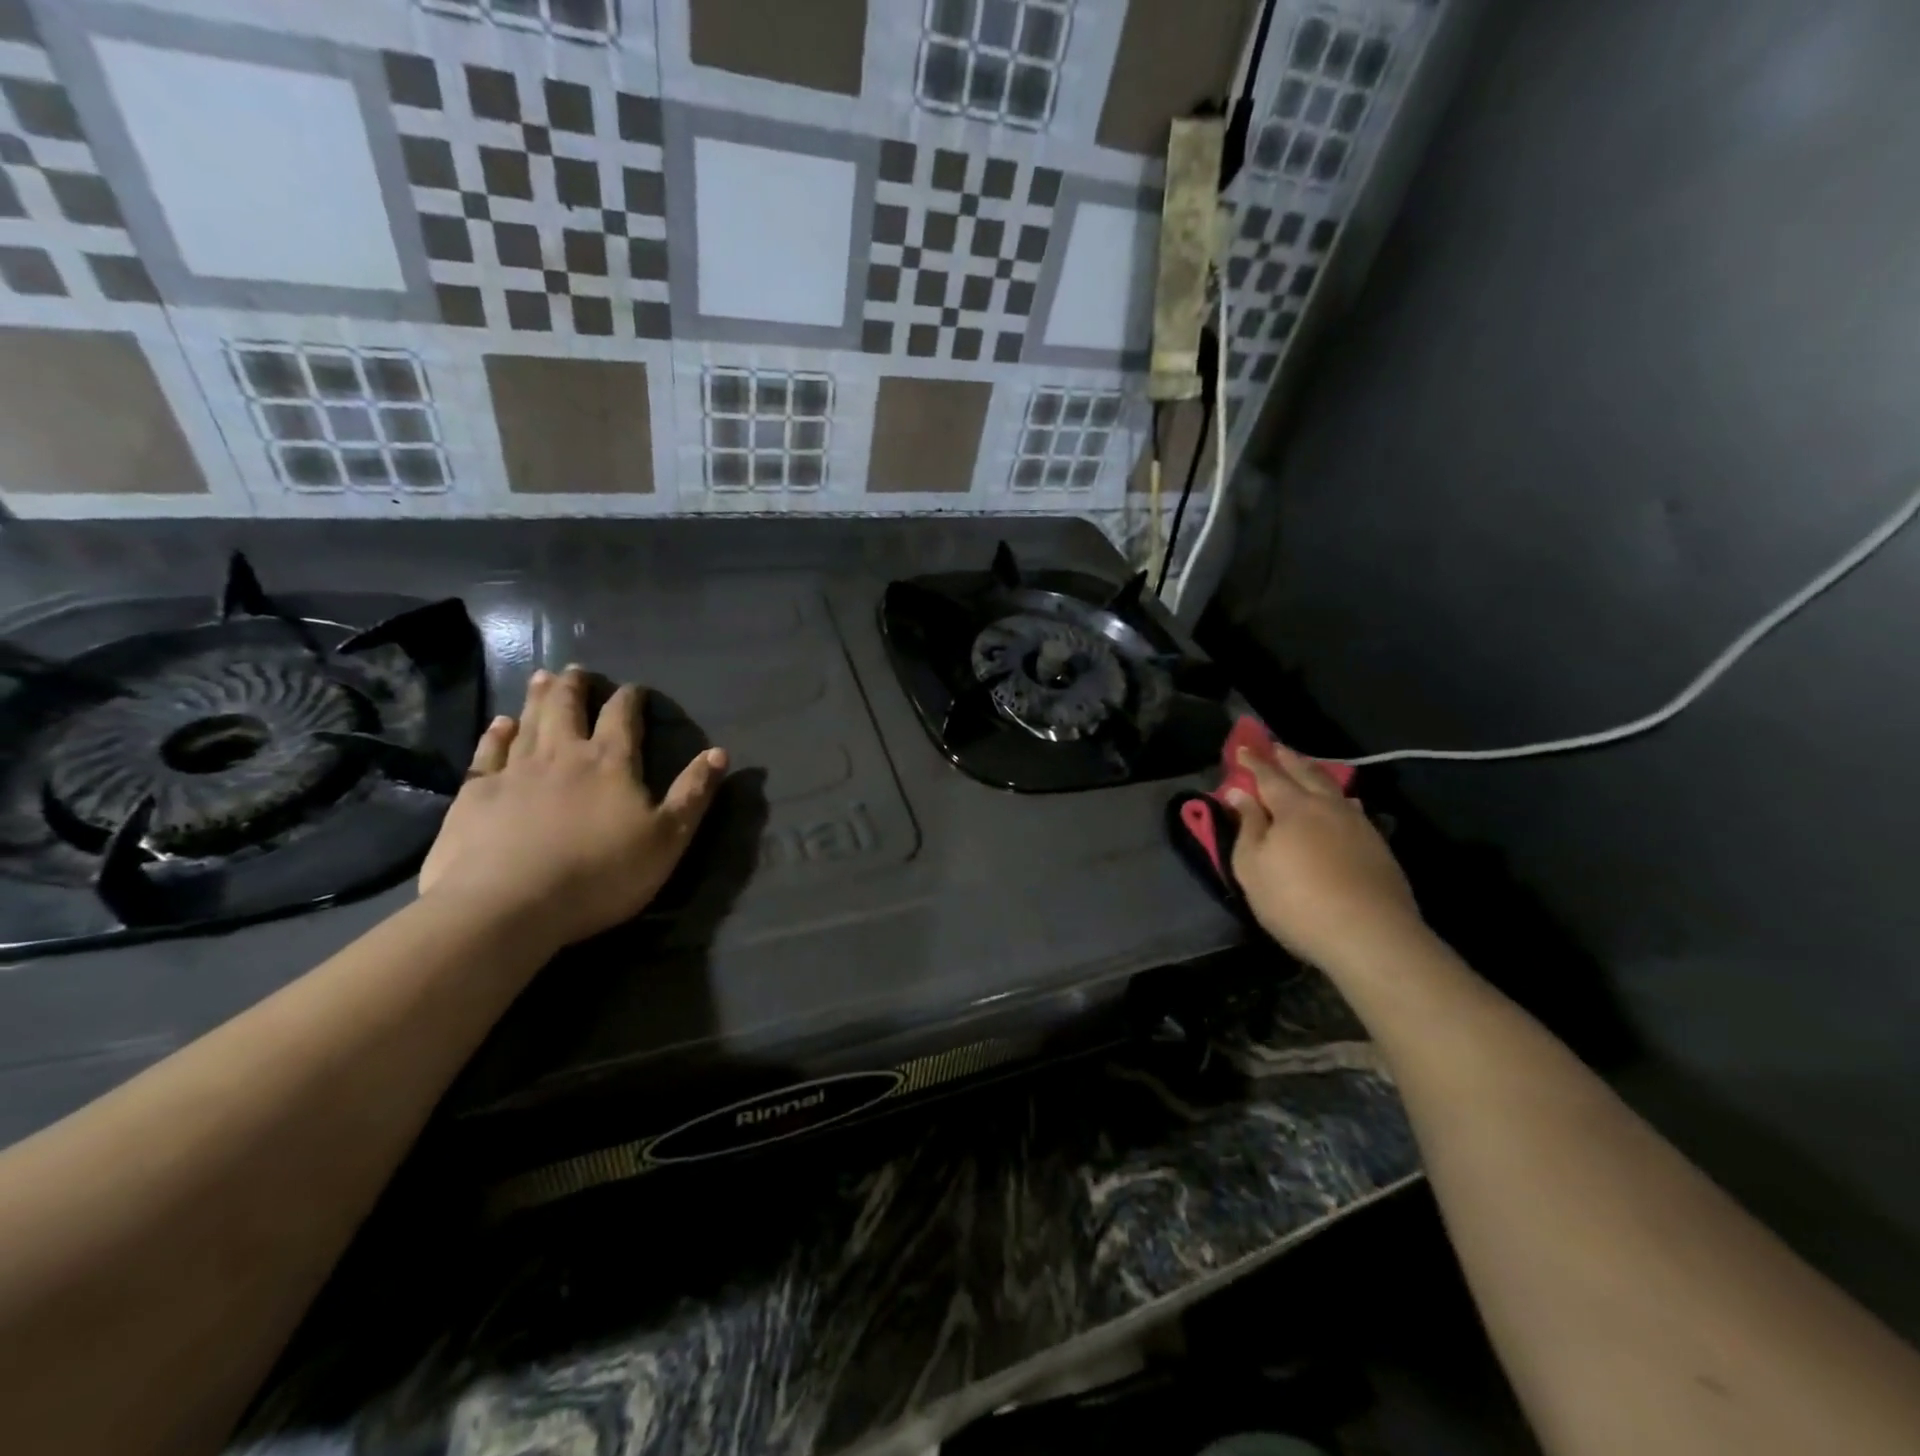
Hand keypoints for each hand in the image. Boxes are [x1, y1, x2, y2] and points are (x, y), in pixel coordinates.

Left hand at [418, 667, 726, 952]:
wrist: (508, 905)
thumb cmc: (601, 874)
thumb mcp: (667, 838)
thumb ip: (693, 794)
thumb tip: (718, 752)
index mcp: (611, 763)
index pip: (623, 718)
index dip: (630, 699)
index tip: (635, 689)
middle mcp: (562, 755)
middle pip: (569, 708)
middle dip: (577, 687)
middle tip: (578, 670)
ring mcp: (515, 771)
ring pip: (529, 721)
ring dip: (539, 698)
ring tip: (544, 678)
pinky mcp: (476, 794)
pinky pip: (487, 753)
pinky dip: (496, 734)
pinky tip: (499, 724)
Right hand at [1224, 745, 1425, 973]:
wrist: (1369, 935)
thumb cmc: (1296, 900)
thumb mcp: (1253, 866)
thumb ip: (1247, 826)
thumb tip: (1238, 793)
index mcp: (1294, 807)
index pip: (1269, 776)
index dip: (1253, 762)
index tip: (1242, 747)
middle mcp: (1328, 806)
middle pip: (1306, 774)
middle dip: (1288, 759)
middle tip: (1276, 746)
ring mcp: (1358, 825)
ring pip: (1334, 788)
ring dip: (1316, 774)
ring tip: (1308, 769)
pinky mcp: (1378, 847)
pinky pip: (1353, 808)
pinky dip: (1340, 798)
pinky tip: (1344, 804)